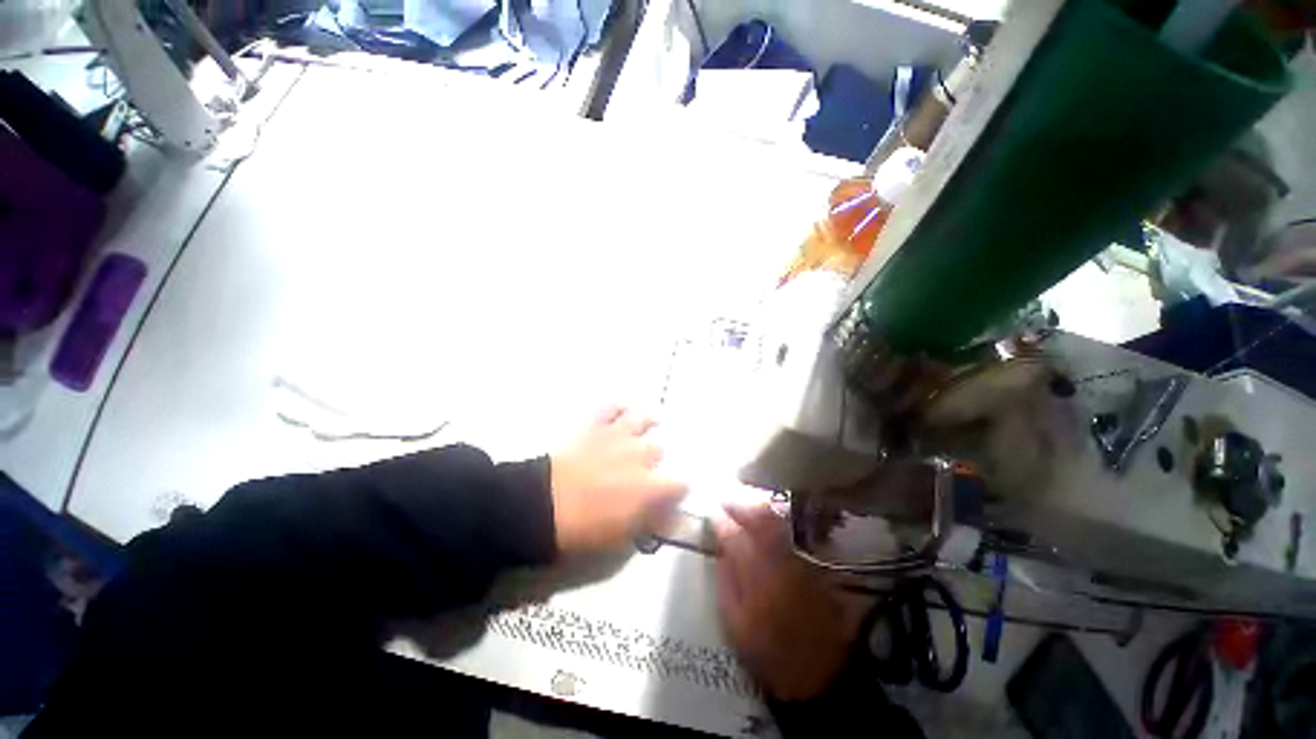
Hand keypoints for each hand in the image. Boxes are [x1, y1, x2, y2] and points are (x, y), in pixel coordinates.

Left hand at [549, 407, 686, 553]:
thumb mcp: (623, 535)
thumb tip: (673, 518)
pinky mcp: (595, 425)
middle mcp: (640, 453)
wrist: (544, 504)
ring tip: (651, 421)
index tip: (673, 495)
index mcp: (650, 484)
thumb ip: (652, 522)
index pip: (680, 483)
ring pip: (643, 416)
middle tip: (651, 462)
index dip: (679, 489)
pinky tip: (620, 411)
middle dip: (659, 455)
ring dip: (649, 419)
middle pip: (661, 446)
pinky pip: (611, 407)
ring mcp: (618, 435)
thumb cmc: (584, 528)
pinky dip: (617, 408)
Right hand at [716, 503, 862, 701]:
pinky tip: (760, 519)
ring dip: (754, 507)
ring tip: (738, 502)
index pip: (735, 536)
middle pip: (759, 518)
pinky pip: (786, 532)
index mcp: (757, 578)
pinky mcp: (810, 564)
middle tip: (723, 497)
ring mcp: (798, 560)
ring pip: (775, 521)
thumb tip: (719, 550)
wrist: (824, 675)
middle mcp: (779, 561)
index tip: (709, 510)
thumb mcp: (737, 627)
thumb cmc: (772, 656)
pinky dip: (770, 520)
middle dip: (739, 503)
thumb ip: (726, 583)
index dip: (720, 520)